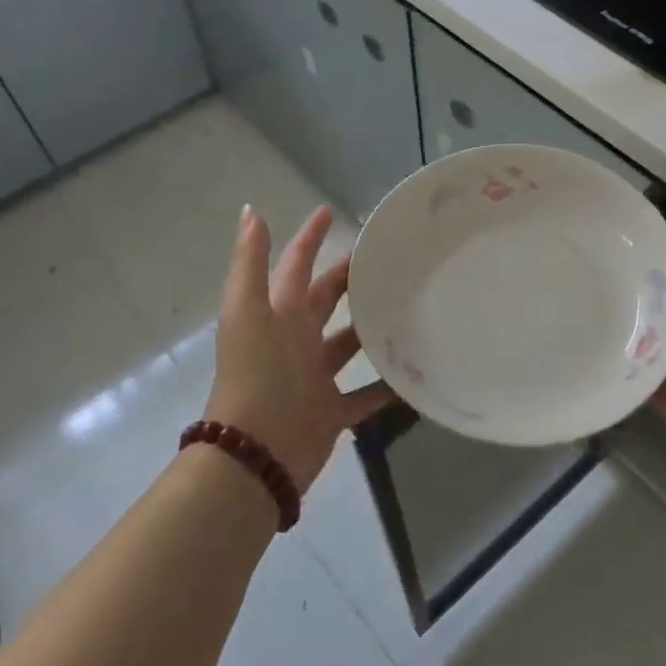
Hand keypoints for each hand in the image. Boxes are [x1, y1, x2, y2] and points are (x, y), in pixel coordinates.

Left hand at [204, 204, 394, 493]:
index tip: (331, 210)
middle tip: (389, 258)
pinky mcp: (332, 411)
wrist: (254, 455)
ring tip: (410, 307)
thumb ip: (250, 262)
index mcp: (278, 314)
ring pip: (350, 343)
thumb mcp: (248, 311)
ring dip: (372, 327)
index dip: (309, 238)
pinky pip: (368, 394)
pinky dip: (389, 386)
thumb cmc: (255, 374)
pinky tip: (417, 372)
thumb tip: (251, 210)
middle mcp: (297, 340)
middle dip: (350, 278)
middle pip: (327, 300)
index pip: (296, 265)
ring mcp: (315, 377)